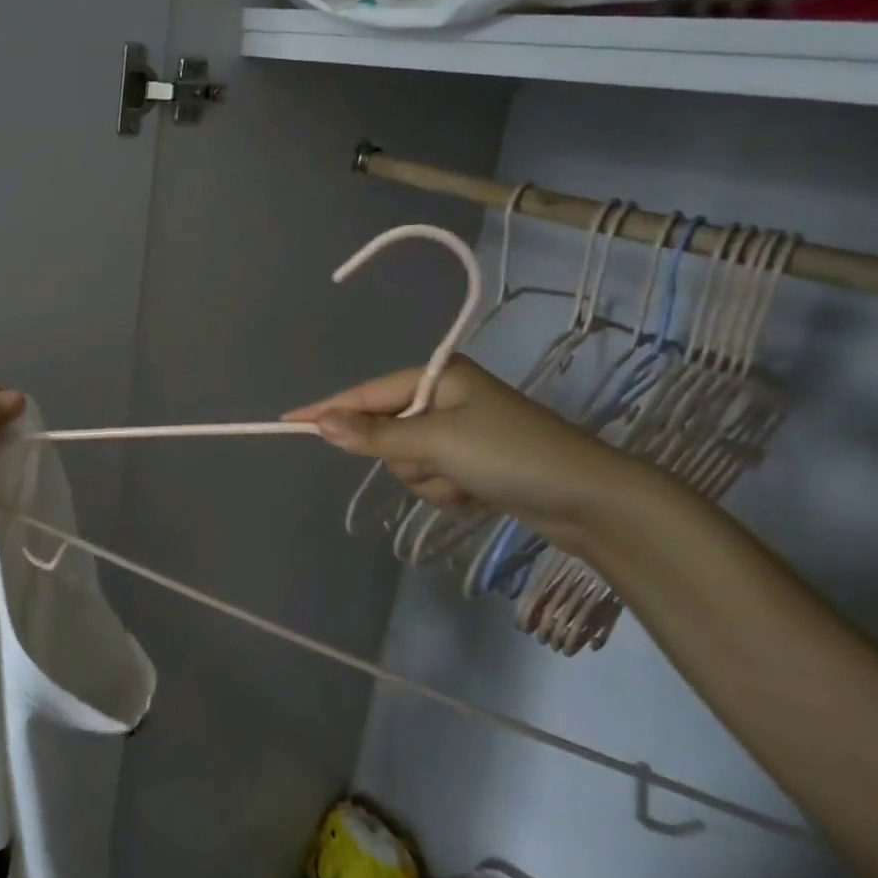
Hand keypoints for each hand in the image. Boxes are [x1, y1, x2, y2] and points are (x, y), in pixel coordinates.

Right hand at [283, 357, 646, 546]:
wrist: (590, 501)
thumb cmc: (511, 455)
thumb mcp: (436, 443)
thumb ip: (375, 436)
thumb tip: (322, 424)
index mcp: (437, 376)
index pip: (366, 394)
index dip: (329, 410)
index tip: (287, 422)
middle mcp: (445, 396)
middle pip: (386, 432)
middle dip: (408, 458)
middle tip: (442, 466)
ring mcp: (459, 430)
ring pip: (407, 461)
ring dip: (431, 480)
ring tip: (469, 483)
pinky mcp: (473, 461)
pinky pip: (432, 477)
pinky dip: (448, 491)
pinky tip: (479, 494)